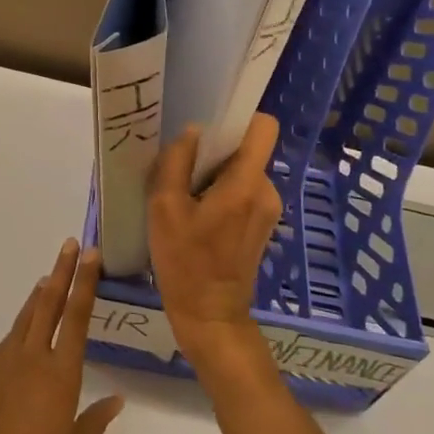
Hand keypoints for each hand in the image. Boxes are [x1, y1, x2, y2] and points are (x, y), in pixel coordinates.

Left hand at [0, 241, 125, 433]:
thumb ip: (94, 423)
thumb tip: (114, 399)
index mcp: (59, 375)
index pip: (76, 317)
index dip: (84, 283)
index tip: (89, 255)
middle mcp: (31, 359)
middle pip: (48, 304)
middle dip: (61, 272)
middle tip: (70, 245)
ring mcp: (3, 365)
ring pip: (25, 319)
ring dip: (40, 296)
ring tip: (49, 278)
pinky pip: (9, 341)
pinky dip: (22, 326)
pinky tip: (26, 333)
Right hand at [148, 115, 282, 369]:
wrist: (210, 316)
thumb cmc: (185, 262)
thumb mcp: (165, 209)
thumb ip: (176, 163)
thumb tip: (192, 132)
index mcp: (247, 183)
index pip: (264, 127)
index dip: (240, 117)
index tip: (210, 124)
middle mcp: (266, 191)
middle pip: (246, 149)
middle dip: (217, 152)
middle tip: (183, 168)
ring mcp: (267, 210)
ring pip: (242, 171)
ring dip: (216, 175)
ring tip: (186, 196)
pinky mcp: (262, 226)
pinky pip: (243, 192)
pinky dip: (222, 193)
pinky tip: (197, 215)